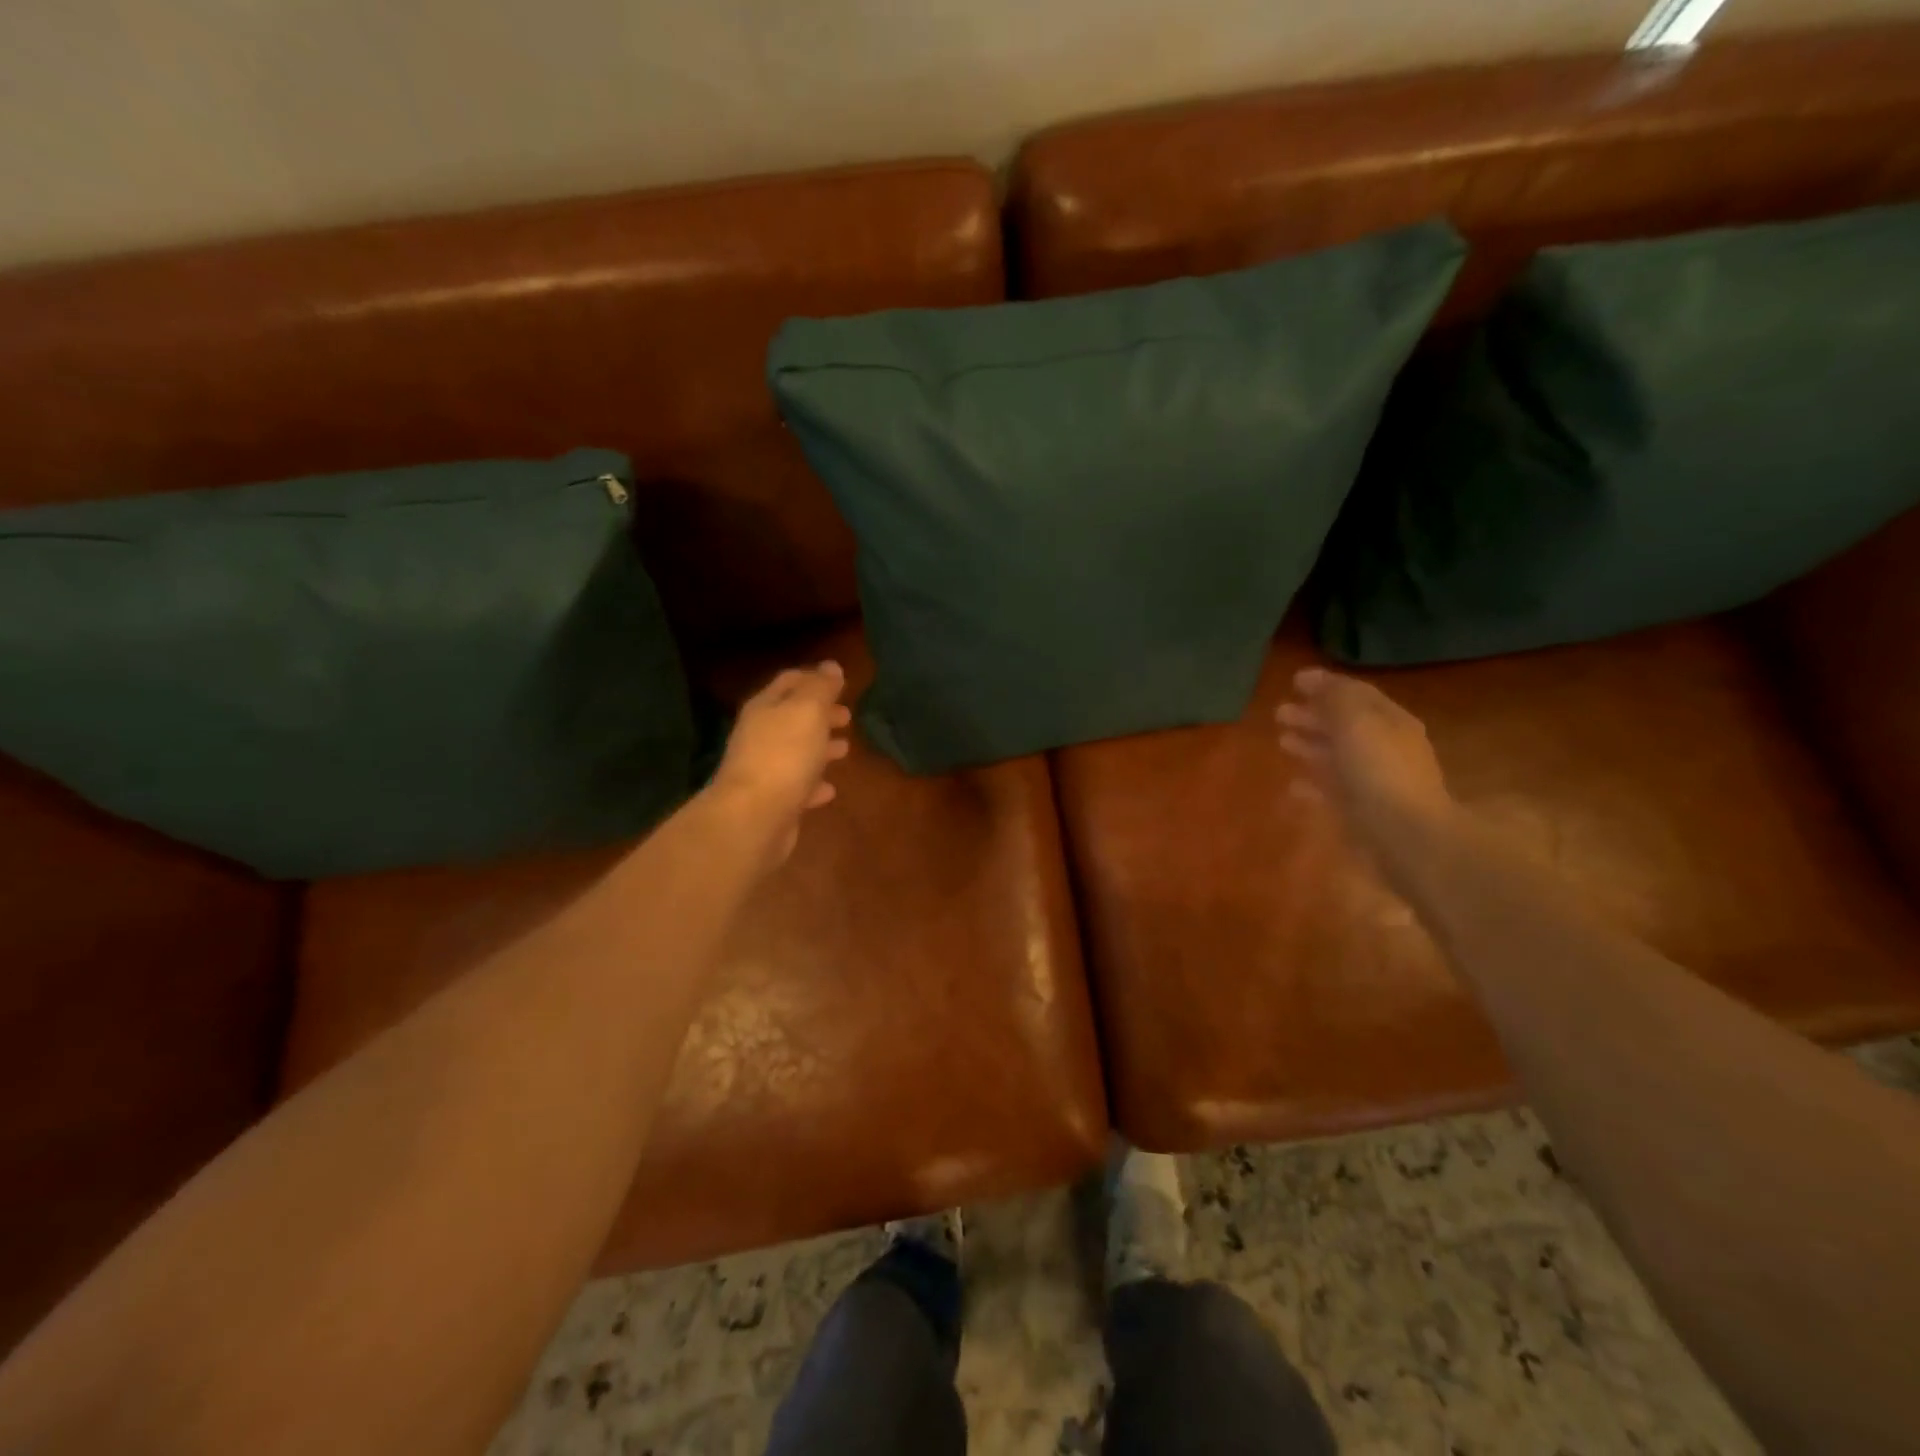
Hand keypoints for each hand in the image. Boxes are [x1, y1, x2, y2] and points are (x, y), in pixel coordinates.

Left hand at [710, 661, 852, 866]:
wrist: (754, 817)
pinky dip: (814, 783)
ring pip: (796, 752)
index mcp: (766, 707)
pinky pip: (798, 787)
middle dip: (820, 714)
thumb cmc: (784, 755)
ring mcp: (765, 770)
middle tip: (847, 716)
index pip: (789, 682)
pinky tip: (830, 789)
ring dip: (820, 748)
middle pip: (793, 717)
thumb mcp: (808, 711)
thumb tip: (831, 666)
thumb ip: (821, 688)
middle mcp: (760, 735)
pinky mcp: (774, 802)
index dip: (813, 678)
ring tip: (845, 749)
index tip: (838, 682)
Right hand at [1276, 668, 1454, 875]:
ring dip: (1310, 746)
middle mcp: (1385, 748)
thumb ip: (1334, 697)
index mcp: (1390, 722)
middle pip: (1344, 725)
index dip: (1326, 685)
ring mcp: (1374, 781)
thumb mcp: (1355, 722)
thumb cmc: (1380, 771)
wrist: (1407, 837)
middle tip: (1279, 713)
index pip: (1357, 694)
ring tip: (1282, 742)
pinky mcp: (1362, 811)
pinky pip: (1333, 790)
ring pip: (1336, 757)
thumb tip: (1311, 677)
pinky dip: (1313, 784)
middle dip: (1313, 716)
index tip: (1293, 681)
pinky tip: (1293, 785)